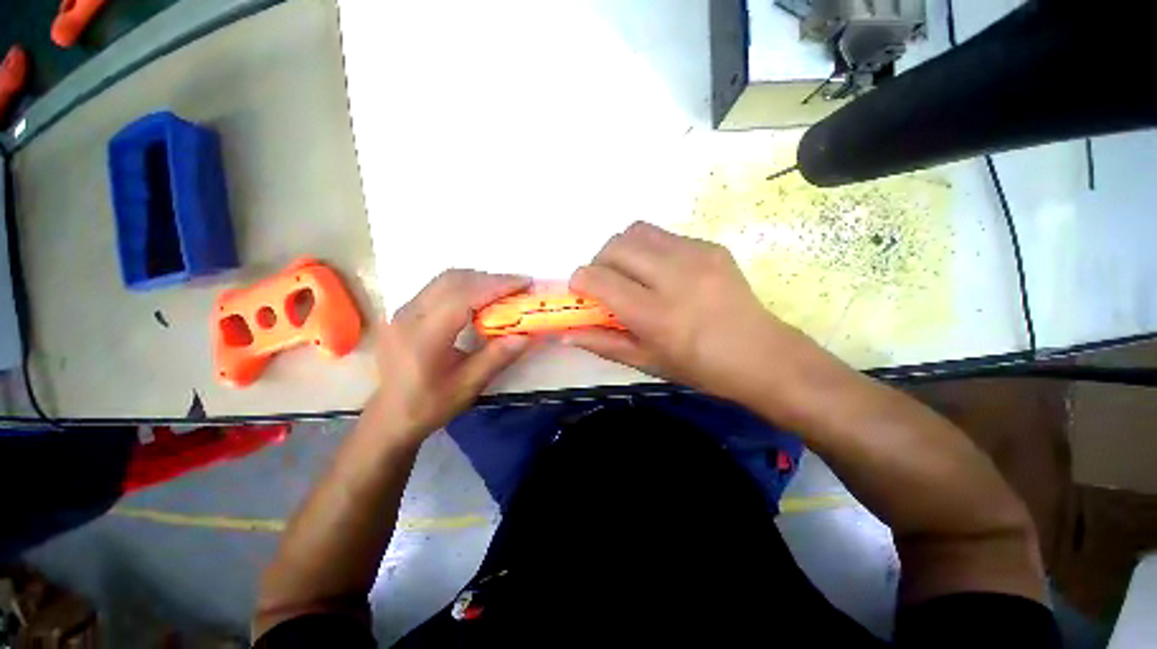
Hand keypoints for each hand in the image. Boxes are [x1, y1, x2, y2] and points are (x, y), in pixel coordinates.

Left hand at [369, 270, 530, 443]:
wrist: (390, 416)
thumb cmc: (428, 406)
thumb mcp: (468, 386)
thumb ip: (497, 357)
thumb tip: (527, 334)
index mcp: (423, 336)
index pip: (463, 296)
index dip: (497, 286)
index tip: (525, 283)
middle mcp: (409, 315)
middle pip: (453, 280)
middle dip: (490, 278)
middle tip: (518, 286)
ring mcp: (404, 310)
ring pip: (445, 279)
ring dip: (478, 279)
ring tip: (504, 290)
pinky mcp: (405, 311)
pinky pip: (439, 287)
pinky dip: (465, 286)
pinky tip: (480, 298)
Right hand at [567, 222, 824, 405]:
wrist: (761, 355)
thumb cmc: (699, 368)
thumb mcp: (645, 362)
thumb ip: (602, 342)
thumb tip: (565, 332)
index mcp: (654, 314)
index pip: (598, 279)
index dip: (580, 282)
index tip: (583, 293)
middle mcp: (672, 277)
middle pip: (614, 246)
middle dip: (599, 263)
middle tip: (608, 285)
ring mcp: (695, 256)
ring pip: (636, 231)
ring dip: (623, 251)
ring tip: (633, 274)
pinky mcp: (710, 246)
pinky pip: (664, 236)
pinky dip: (650, 250)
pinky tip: (663, 273)